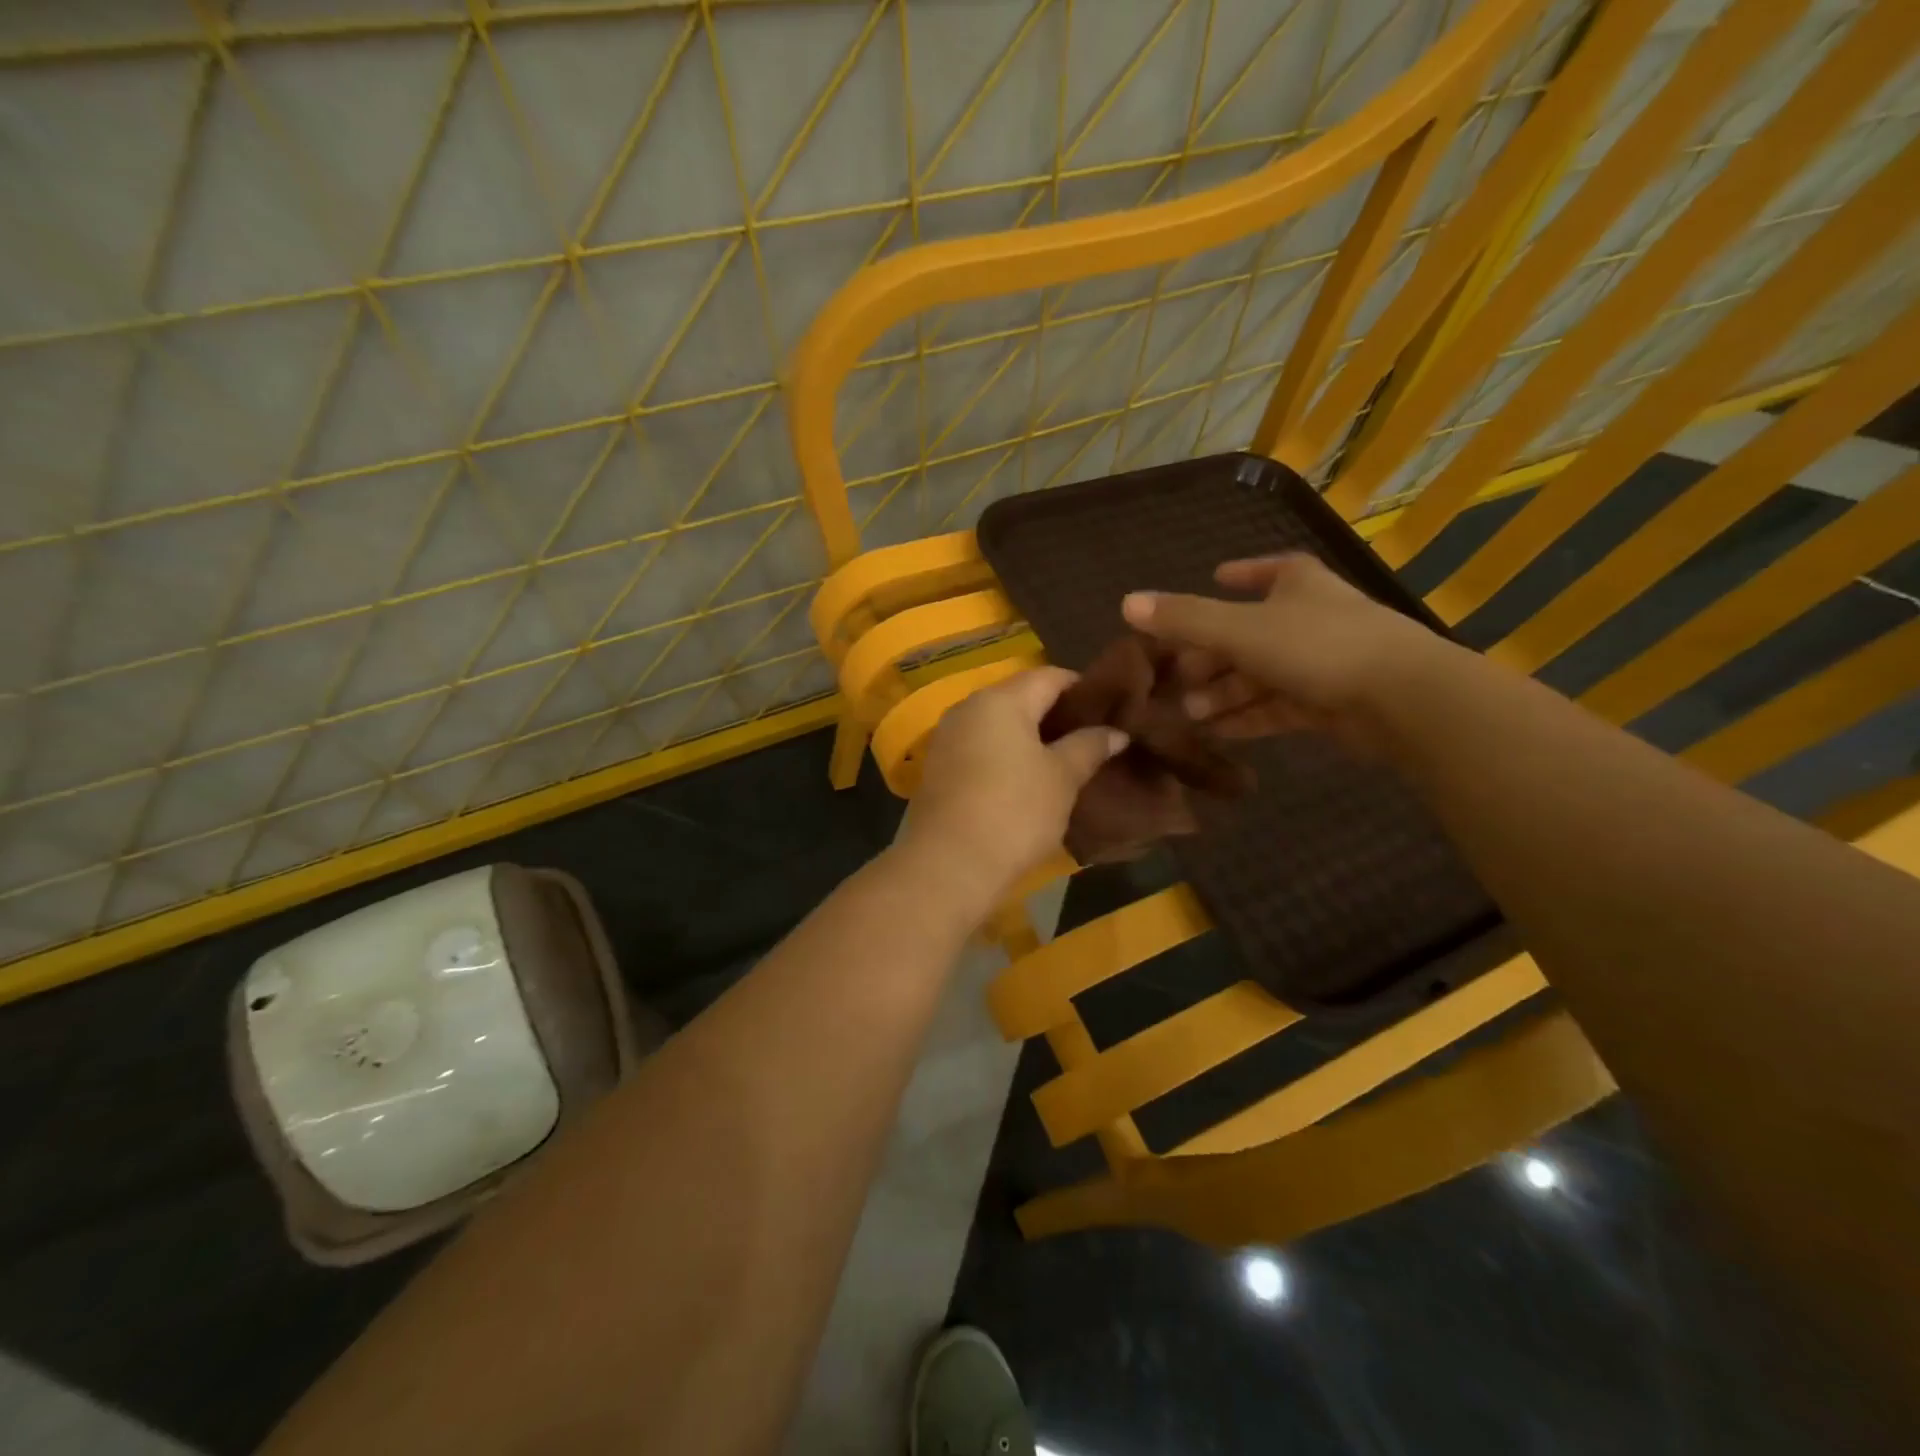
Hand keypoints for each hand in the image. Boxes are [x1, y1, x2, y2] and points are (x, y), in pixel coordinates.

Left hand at [893, 668, 1125, 914]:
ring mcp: (948, 737)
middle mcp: (968, 708)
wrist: (948, 864)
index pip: (1050, 676)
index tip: (1111, 710)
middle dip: (1057, 714)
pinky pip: (981, 748)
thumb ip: (1089, 746)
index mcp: (1001, 699)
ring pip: (999, 725)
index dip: (1084, 689)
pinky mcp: (938, 768)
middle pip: (1021, 697)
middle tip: (1092, 737)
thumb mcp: (1062, 779)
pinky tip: (1028, 779)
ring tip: (1065, 759)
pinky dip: (1006, 755)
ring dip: (1031, 737)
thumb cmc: (1014, 811)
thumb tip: (1115, 731)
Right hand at [1121, 553, 1446, 747]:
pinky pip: (1277, 707)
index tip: (1215, 576)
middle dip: (1211, 656)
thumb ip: (1184, 619)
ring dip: (1223, 693)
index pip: (1267, 571)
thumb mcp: (1240, 629)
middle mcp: (1310, 618)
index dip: (1240, 573)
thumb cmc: (1318, 647)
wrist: (1401, 700)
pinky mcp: (1329, 704)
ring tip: (1188, 713)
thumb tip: (1125, 603)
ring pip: (1260, 675)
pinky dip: (1247, 716)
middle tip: (1175, 678)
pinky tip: (1217, 732)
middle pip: (1250, 633)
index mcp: (1297, 585)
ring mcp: (1322, 663)